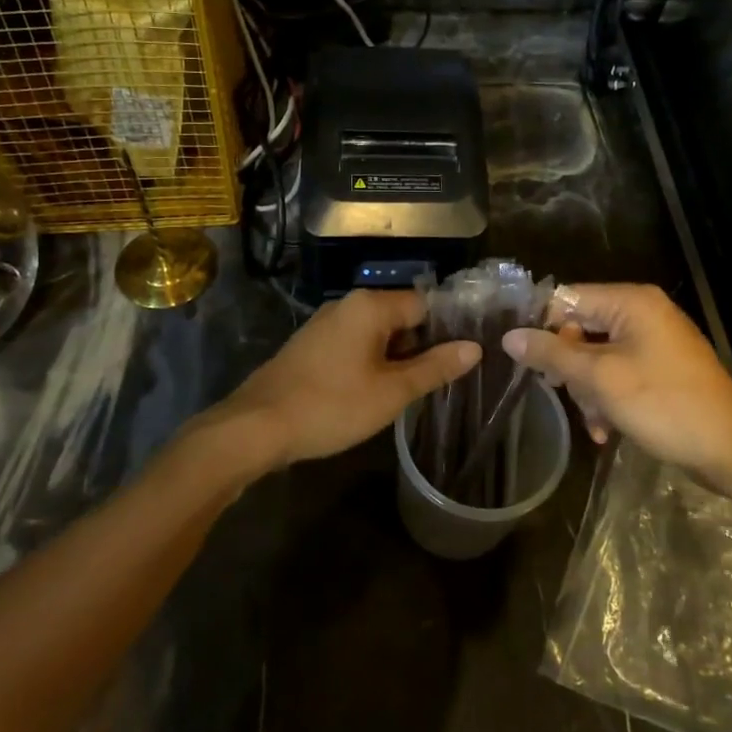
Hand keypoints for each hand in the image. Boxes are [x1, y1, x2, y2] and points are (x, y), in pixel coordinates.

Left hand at [207, 289, 479, 471]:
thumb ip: (435, 367)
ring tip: (412, 391)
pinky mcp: (312, 345)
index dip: (447, 330)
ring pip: (377, 333)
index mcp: (370, 305)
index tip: (463, 358)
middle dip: (421, 346)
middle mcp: (347, 304)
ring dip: (396, 358)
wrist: (257, 426)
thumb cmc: (332, 405)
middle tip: (441, 381)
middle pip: (401, 317)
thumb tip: (474, 348)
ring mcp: (326, 324)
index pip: (425, 304)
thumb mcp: (392, 392)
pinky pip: (355, 344)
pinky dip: (371, 362)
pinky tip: (374, 392)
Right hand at [502, 283, 731, 482]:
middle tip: (562, 393)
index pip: (568, 299)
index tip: (525, 360)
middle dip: (569, 367)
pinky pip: (619, 374)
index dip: (543, 327)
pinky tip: (605, 431)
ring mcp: (655, 343)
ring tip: (594, 421)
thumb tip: (509, 336)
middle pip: (581, 329)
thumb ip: (552, 353)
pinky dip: (608, 398)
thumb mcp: (600, 379)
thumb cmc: (664, 404)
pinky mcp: (662, 370)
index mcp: (631, 302)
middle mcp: (643, 314)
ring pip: (597, 357)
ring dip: (588, 390)